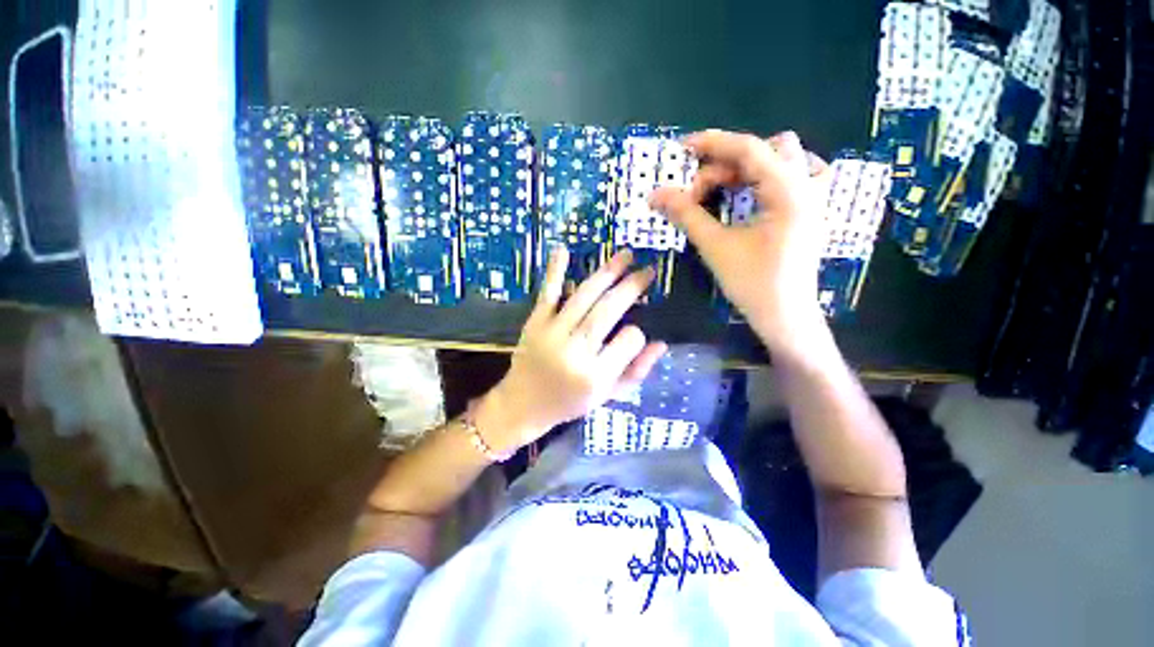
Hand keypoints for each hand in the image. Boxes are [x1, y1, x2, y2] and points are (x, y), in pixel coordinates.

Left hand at [476, 248, 667, 452]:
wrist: (523, 404)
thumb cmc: (569, 402)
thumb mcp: (607, 396)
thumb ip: (635, 372)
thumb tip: (660, 344)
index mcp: (595, 375)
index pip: (629, 340)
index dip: (637, 334)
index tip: (636, 332)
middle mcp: (575, 351)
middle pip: (608, 310)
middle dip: (631, 287)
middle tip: (648, 270)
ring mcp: (552, 333)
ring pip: (584, 297)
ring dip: (606, 273)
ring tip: (625, 255)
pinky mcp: (534, 323)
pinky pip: (548, 294)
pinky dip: (555, 271)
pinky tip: (563, 250)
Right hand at [651, 130, 832, 356]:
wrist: (785, 315)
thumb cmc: (752, 284)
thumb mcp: (715, 247)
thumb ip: (686, 215)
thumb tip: (655, 195)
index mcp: (789, 193)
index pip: (750, 150)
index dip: (713, 144)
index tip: (682, 148)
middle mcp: (809, 186)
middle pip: (765, 151)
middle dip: (726, 166)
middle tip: (697, 195)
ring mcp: (815, 197)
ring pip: (784, 157)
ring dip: (750, 167)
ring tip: (724, 190)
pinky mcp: (811, 209)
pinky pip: (795, 173)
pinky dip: (768, 175)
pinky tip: (752, 193)